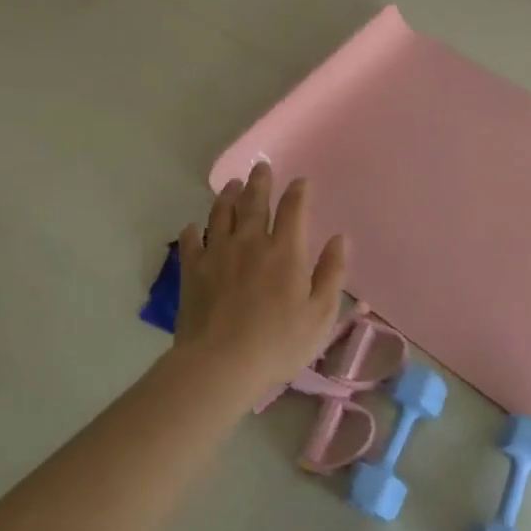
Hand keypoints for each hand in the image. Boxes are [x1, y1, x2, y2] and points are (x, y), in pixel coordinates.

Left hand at [169, 162, 348, 397]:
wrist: (220, 364)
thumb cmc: (279, 342)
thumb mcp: (321, 313)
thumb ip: (332, 272)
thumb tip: (340, 238)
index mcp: (285, 250)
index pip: (293, 208)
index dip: (298, 192)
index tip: (301, 181)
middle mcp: (251, 242)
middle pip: (255, 202)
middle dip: (260, 182)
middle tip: (261, 167)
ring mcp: (218, 254)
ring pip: (222, 214)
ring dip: (228, 196)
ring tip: (232, 185)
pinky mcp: (192, 271)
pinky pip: (191, 242)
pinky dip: (193, 230)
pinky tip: (194, 226)